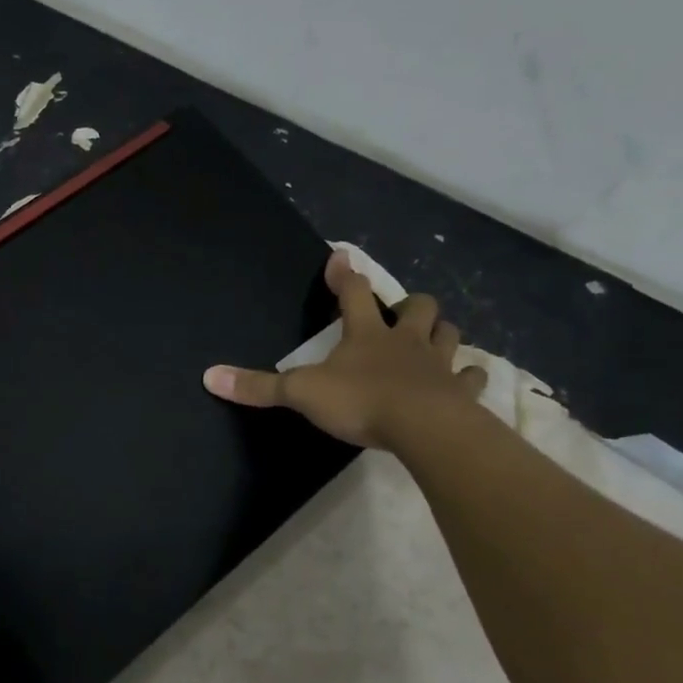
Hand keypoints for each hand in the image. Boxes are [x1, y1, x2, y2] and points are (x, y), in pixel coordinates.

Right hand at [202, 249, 486, 449]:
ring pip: (449, 335)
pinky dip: (471, 376)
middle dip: (409, 305)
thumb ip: (257, 387)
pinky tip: (468, 379)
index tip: (340, 254)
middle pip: (417, 308)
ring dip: (442, 332)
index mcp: (365, 335)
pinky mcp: (461, 392)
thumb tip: (208, 376)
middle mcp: (405, 341)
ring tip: (434, 338)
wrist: (424, 428)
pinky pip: (473, 377)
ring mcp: (438, 365)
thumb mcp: (301, 393)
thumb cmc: (361, 402)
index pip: (352, 294)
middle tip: (400, 313)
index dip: (344, 273)